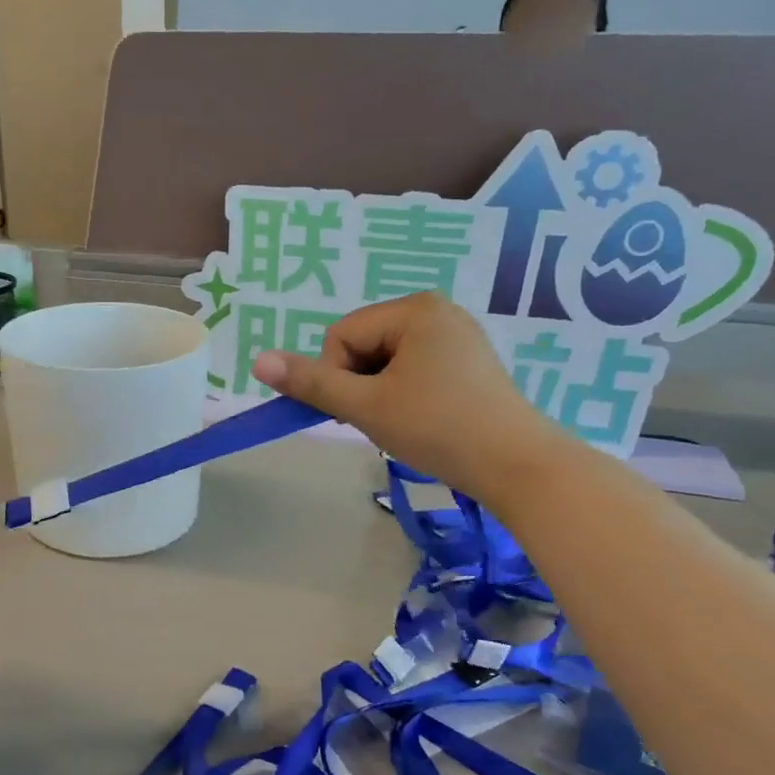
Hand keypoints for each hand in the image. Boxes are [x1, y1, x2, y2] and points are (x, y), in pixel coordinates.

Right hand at [250, 293, 567, 497]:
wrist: (516, 465)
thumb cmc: (437, 429)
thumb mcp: (365, 406)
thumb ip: (310, 383)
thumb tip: (258, 361)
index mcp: (413, 309)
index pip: (341, 336)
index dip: (337, 378)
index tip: (361, 412)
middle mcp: (437, 309)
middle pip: (363, 344)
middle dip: (361, 384)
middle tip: (385, 420)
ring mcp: (457, 334)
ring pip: (386, 360)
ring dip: (380, 392)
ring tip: (406, 423)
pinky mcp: (468, 360)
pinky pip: (414, 367)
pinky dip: (405, 393)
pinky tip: (425, 419)